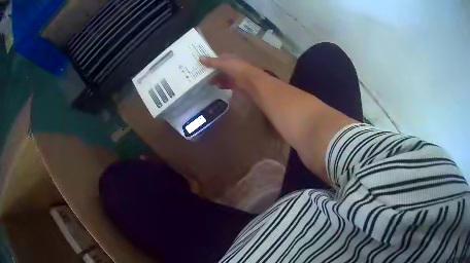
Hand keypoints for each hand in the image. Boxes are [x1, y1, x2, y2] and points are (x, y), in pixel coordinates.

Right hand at [199, 55, 262, 90]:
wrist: (250, 81)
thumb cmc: (236, 68)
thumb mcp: (222, 64)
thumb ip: (211, 62)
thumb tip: (199, 57)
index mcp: (230, 58)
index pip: (219, 58)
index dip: (211, 61)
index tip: (202, 65)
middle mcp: (233, 65)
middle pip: (220, 68)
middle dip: (213, 72)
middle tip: (203, 76)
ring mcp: (235, 75)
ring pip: (223, 76)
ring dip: (217, 79)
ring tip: (208, 82)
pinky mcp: (237, 84)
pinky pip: (227, 84)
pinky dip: (222, 85)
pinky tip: (217, 87)